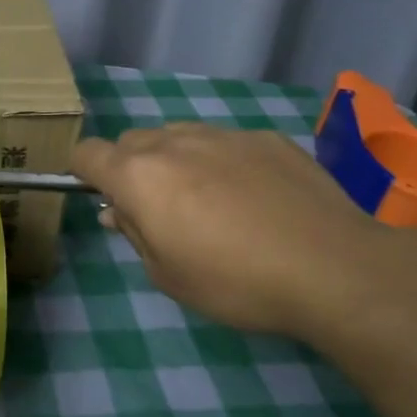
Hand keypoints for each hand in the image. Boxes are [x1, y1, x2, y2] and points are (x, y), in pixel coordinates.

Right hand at [71, 124, 395, 340]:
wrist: (333, 268)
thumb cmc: (236, 282)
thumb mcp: (167, 276)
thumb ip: (134, 234)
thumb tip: (118, 211)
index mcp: (139, 175)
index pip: (86, 153)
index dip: (83, 172)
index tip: (99, 197)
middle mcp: (173, 142)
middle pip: (131, 142)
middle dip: (131, 169)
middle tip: (158, 211)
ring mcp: (222, 134)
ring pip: (178, 136)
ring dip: (175, 161)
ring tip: (208, 202)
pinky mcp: (265, 138)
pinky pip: (225, 142)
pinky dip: (223, 162)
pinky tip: (256, 198)